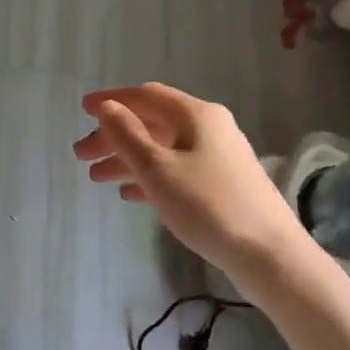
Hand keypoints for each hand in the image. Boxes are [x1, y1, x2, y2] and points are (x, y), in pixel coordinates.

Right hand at [73, 84, 307, 286]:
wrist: (269, 254)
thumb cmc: (209, 205)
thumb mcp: (159, 169)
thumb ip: (128, 136)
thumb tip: (107, 107)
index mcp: (196, 114)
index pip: (146, 96)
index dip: (112, 101)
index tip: (82, 110)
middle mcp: (209, 127)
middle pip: (152, 123)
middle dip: (114, 136)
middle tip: (81, 156)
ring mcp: (218, 156)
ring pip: (162, 149)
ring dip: (128, 159)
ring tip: (97, 179)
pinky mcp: (222, 184)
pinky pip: (176, 170)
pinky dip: (150, 177)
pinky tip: (129, 194)